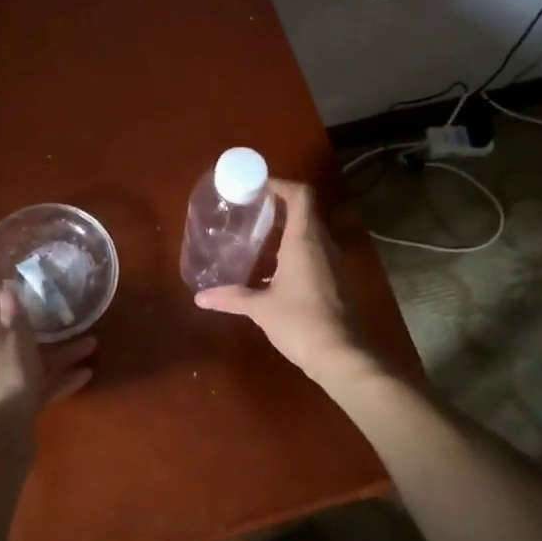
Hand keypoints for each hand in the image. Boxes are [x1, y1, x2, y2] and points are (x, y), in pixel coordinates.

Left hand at [0, 287, 96, 422]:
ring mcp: (2, 390)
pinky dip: (61, 381)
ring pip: (30, 367)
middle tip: (56, 323)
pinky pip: (41, 389)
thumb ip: (14, 316)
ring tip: (89, 345)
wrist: (4, 432)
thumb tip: (4, 287)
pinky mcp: (19, 409)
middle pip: (5, 348)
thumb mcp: (15, 340)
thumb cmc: (6, 376)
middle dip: (33, 337)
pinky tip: (86, 374)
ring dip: (58, 357)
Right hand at [195, 179, 371, 382]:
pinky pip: (314, 251)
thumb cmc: (300, 322)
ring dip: (287, 227)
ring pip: (310, 231)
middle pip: (305, 210)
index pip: (300, 195)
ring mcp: (332, 262)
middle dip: (278, 205)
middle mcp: (322, 244)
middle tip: (249, 210)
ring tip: (257, 234)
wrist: (341, 355)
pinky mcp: (335, 279)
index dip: (280, 185)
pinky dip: (295, 248)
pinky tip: (273, 266)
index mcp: (305, 240)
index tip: (255, 189)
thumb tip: (200, 297)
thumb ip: (231, 297)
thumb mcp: (261, 308)